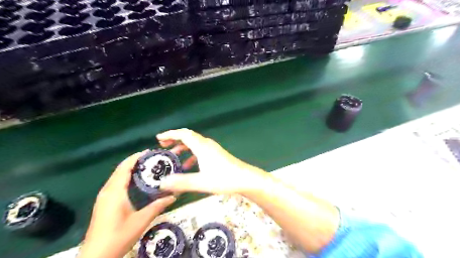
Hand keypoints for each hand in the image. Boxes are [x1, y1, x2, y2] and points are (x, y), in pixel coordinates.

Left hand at [77, 151, 176, 257]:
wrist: (96, 256)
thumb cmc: (118, 236)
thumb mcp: (141, 220)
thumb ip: (158, 206)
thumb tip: (174, 196)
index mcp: (115, 192)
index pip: (125, 168)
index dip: (136, 157)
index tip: (150, 152)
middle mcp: (107, 191)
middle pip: (120, 170)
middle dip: (135, 161)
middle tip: (152, 159)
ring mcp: (104, 197)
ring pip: (117, 176)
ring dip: (130, 169)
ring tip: (146, 167)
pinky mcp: (104, 203)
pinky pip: (115, 183)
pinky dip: (126, 177)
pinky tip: (136, 181)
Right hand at [158, 128, 268, 194]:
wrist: (245, 179)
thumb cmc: (224, 179)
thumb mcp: (201, 182)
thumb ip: (181, 182)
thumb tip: (162, 183)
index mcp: (202, 147)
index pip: (184, 134)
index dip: (170, 134)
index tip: (159, 138)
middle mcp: (207, 144)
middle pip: (188, 137)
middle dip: (175, 140)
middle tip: (163, 146)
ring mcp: (213, 149)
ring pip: (194, 144)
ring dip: (183, 148)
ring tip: (173, 156)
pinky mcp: (217, 155)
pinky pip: (200, 151)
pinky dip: (191, 155)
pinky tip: (188, 166)